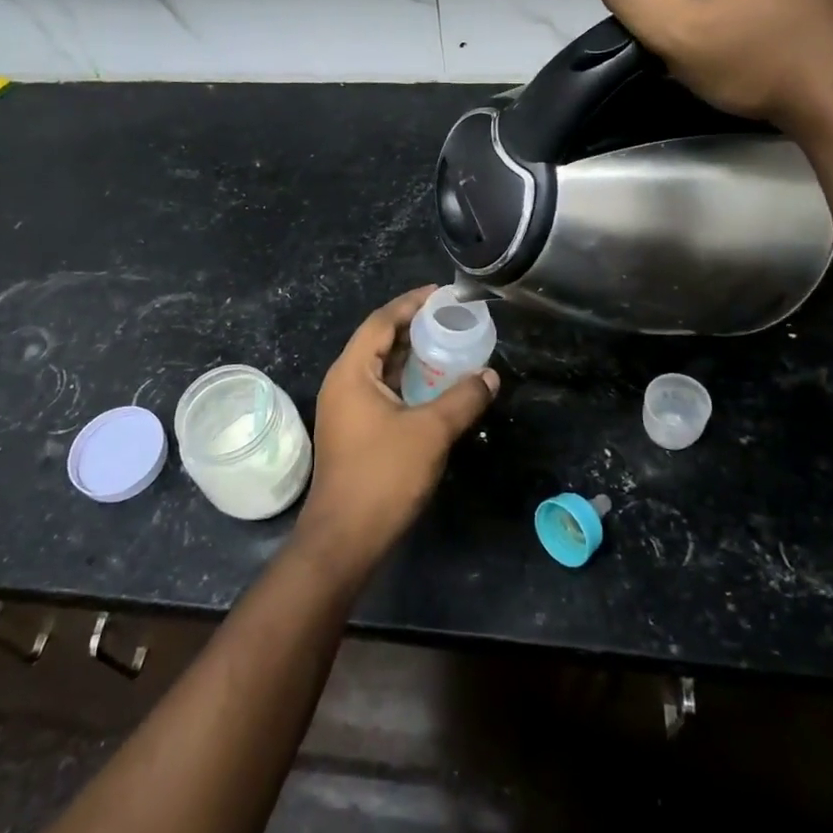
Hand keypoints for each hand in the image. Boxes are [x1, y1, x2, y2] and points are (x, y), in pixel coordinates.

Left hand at [298, 287, 498, 579]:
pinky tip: (436, 388)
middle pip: (380, 341)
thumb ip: (463, 398)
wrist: (345, 538)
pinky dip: (408, 382)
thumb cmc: (383, 476)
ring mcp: (346, 409)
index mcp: (352, 372)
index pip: (381, 321)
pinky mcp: (354, 431)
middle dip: (416, 327)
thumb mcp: (431, 432)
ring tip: (451, 347)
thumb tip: (489, 375)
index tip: (443, 294)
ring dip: (413, 356)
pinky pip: (383, 391)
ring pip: (382, 369)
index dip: (412, 303)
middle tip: (454, 319)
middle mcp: (343, 383)